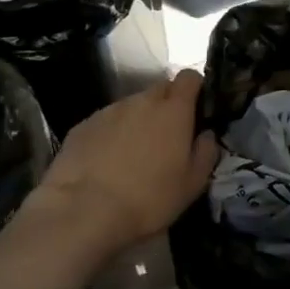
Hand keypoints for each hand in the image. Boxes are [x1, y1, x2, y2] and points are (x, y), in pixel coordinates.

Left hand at [25, 70, 217, 255]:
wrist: (85, 211)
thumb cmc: (149, 198)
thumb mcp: (193, 184)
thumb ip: (206, 152)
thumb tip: (206, 134)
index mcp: (173, 110)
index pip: (190, 77)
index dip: (195, 88)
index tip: (196, 109)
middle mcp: (141, 101)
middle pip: (160, 89)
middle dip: (167, 105)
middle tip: (167, 137)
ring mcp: (108, 111)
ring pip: (131, 106)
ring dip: (138, 121)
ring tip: (134, 154)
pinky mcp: (82, 126)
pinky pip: (106, 122)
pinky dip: (112, 134)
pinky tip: (107, 162)